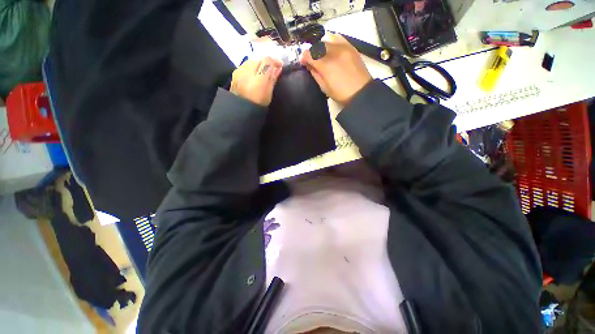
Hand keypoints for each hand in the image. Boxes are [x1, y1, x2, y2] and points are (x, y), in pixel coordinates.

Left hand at [231, 57, 282, 106]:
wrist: (241, 109)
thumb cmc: (258, 104)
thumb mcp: (269, 93)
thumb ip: (273, 79)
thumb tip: (278, 69)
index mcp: (259, 77)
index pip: (268, 61)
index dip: (276, 61)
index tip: (280, 66)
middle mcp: (248, 70)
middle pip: (259, 59)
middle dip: (267, 62)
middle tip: (272, 69)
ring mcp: (240, 71)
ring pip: (252, 61)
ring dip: (259, 64)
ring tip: (263, 72)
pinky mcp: (235, 73)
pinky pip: (246, 65)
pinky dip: (252, 67)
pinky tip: (254, 74)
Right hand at [301, 33, 371, 104]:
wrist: (361, 92)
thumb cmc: (341, 94)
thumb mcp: (324, 88)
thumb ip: (315, 74)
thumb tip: (308, 64)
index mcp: (326, 65)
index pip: (309, 53)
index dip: (304, 57)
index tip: (303, 62)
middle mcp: (334, 52)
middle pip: (317, 45)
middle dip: (312, 52)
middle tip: (312, 60)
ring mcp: (344, 47)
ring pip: (327, 39)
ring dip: (321, 46)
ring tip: (322, 55)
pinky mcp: (351, 47)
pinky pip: (338, 37)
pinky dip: (331, 41)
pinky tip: (331, 49)